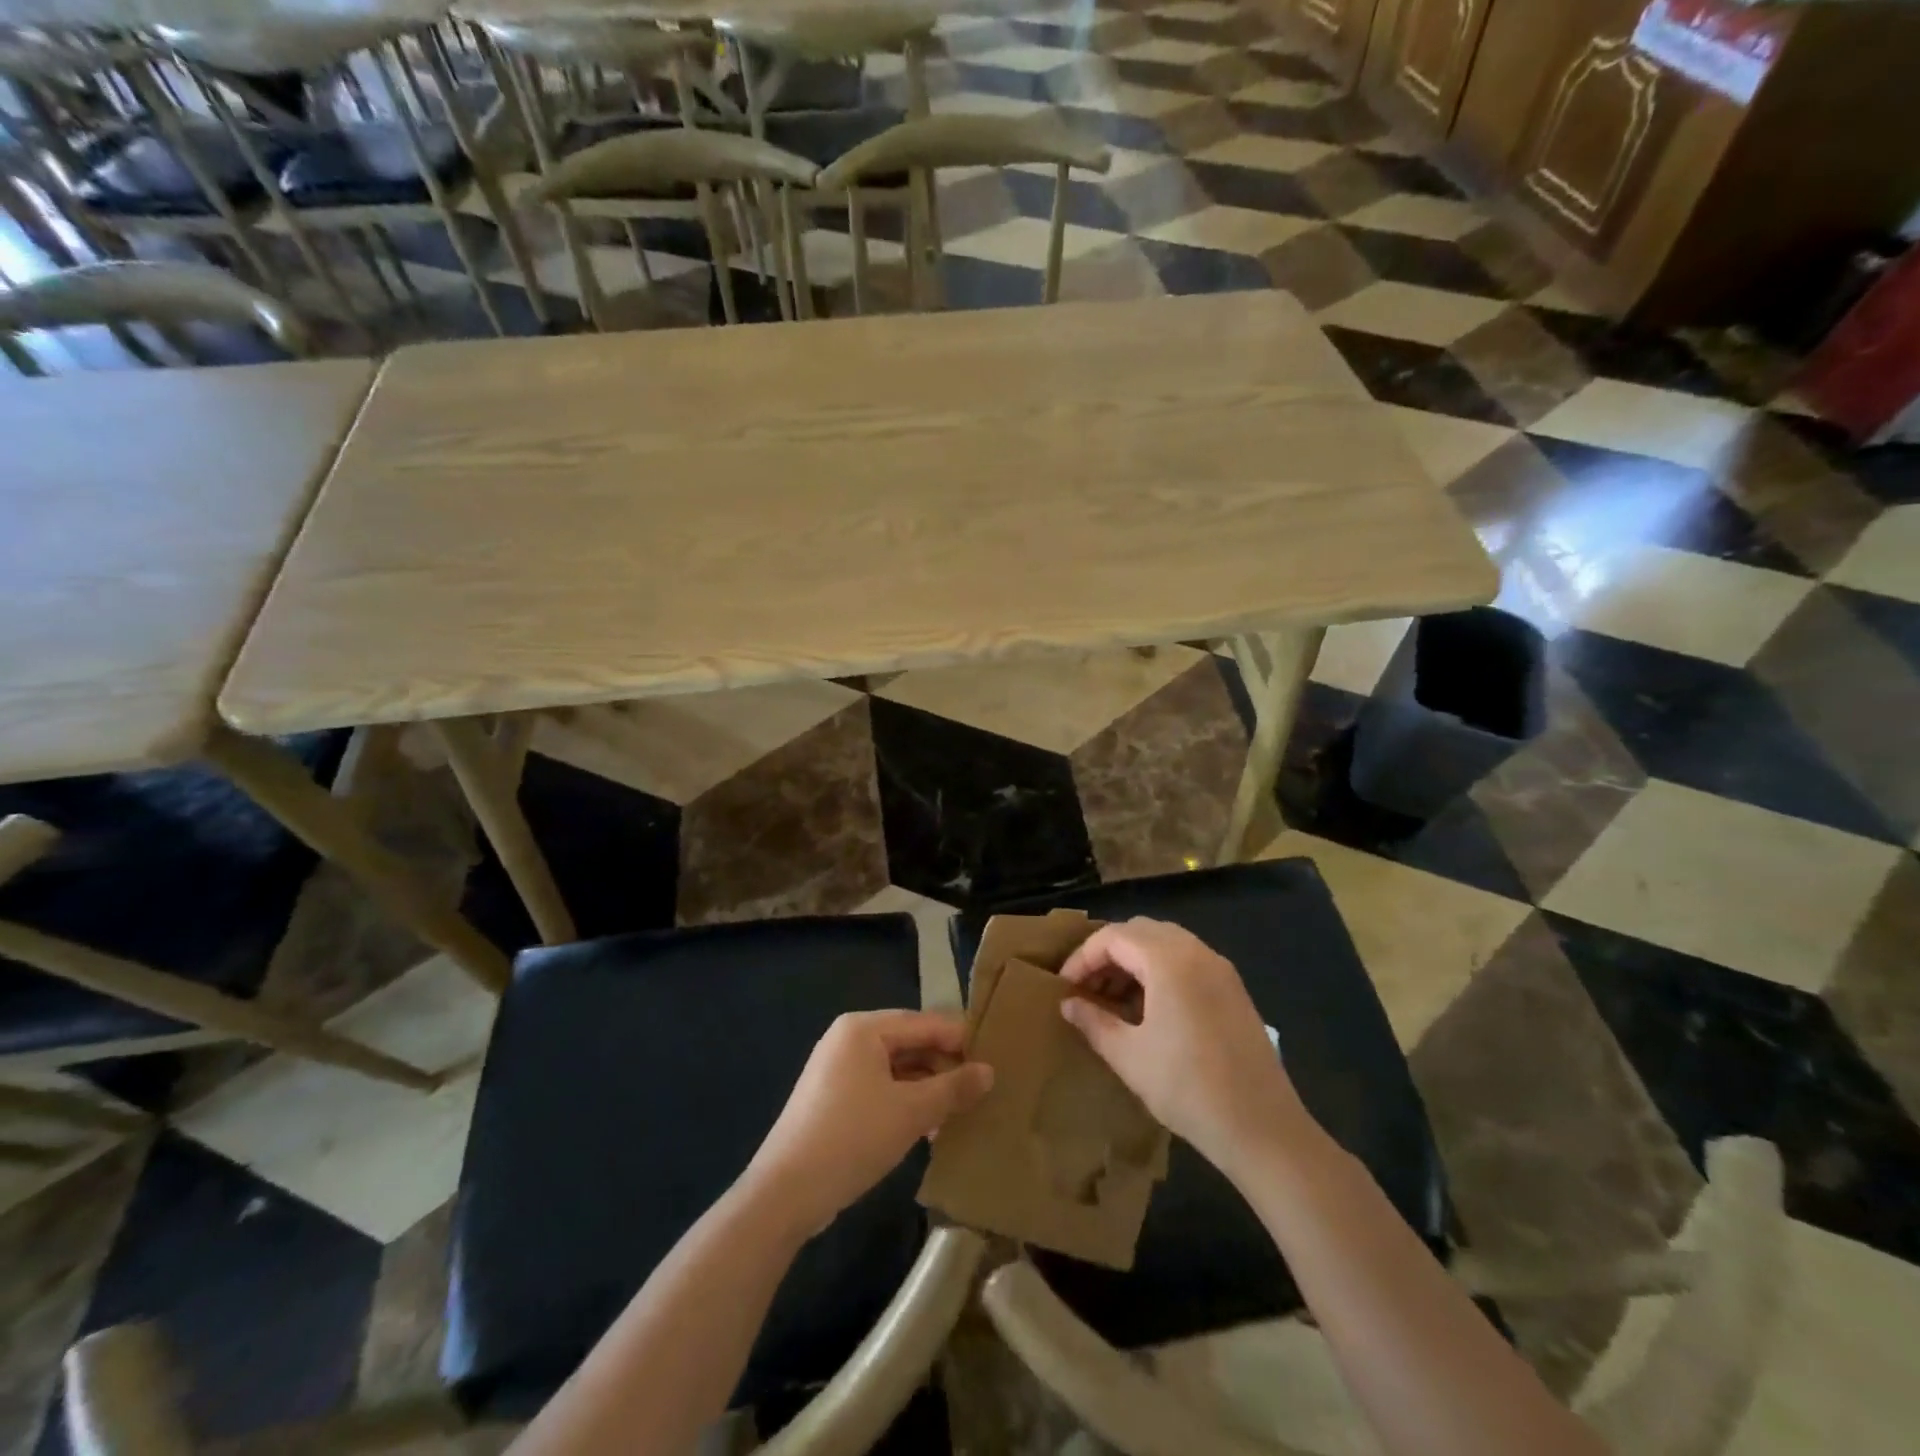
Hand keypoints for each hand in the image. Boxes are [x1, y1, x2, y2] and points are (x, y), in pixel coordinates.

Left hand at [744, 1010, 992, 1235]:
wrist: (785, 1194)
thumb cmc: (852, 1137)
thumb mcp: (911, 1112)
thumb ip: (953, 1088)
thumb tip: (989, 1072)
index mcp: (863, 1028)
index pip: (924, 1022)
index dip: (960, 1040)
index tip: (995, 1059)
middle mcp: (848, 1039)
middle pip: (910, 1043)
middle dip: (944, 1067)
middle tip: (982, 1090)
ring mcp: (838, 1070)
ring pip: (896, 1070)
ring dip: (928, 1089)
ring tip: (961, 1113)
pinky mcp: (833, 1100)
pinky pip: (880, 1089)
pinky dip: (905, 1103)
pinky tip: (929, 1130)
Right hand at [1059, 919, 1312, 1172]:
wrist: (1263, 1128)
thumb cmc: (1187, 1088)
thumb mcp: (1128, 1056)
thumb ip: (1093, 1022)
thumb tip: (1068, 1004)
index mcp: (1168, 960)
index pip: (1113, 937)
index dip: (1082, 958)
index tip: (1064, 987)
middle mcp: (1196, 952)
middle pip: (1140, 931)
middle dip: (1107, 953)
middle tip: (1087, 988)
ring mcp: (1220, 969)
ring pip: (1165, 943)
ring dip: (1134, 961)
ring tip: (1114, 999)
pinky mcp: (1234, 989)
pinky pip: (1187, 960)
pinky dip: (1160, 970)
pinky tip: (1149, 1008)